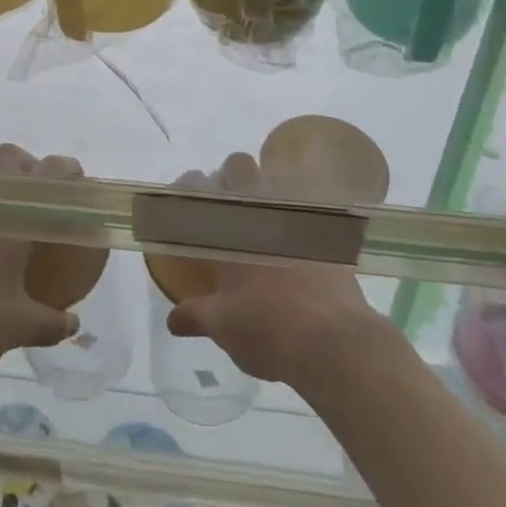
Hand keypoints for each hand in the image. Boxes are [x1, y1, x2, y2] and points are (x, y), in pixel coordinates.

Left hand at [0, 144, 82, 371]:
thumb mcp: (18, 325)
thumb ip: (49, 323)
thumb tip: (74, 326)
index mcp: (14, 213)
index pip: (48, 172)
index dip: (67, 171)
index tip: (77, 187)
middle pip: (9, 157)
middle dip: (28, 167)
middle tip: (40, 200)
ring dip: (0, 194)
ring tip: (12, 232)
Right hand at [164, 153, 387, 387]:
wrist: (332, 341)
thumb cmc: (265, 328)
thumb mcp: (222, 327)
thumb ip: (195, 315)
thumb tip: (173, 319)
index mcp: (225, 229)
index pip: (196, 187)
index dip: (187, 187)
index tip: (186, 204)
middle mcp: (257, 211)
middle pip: (238, 165)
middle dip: (230, 177)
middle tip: (227, 210)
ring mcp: (294, 216)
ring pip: (275, 179)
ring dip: (266, 192)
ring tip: (263, 224)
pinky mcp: (326, 230)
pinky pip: (307, 208)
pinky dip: (298, 218)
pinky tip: (297, 245)